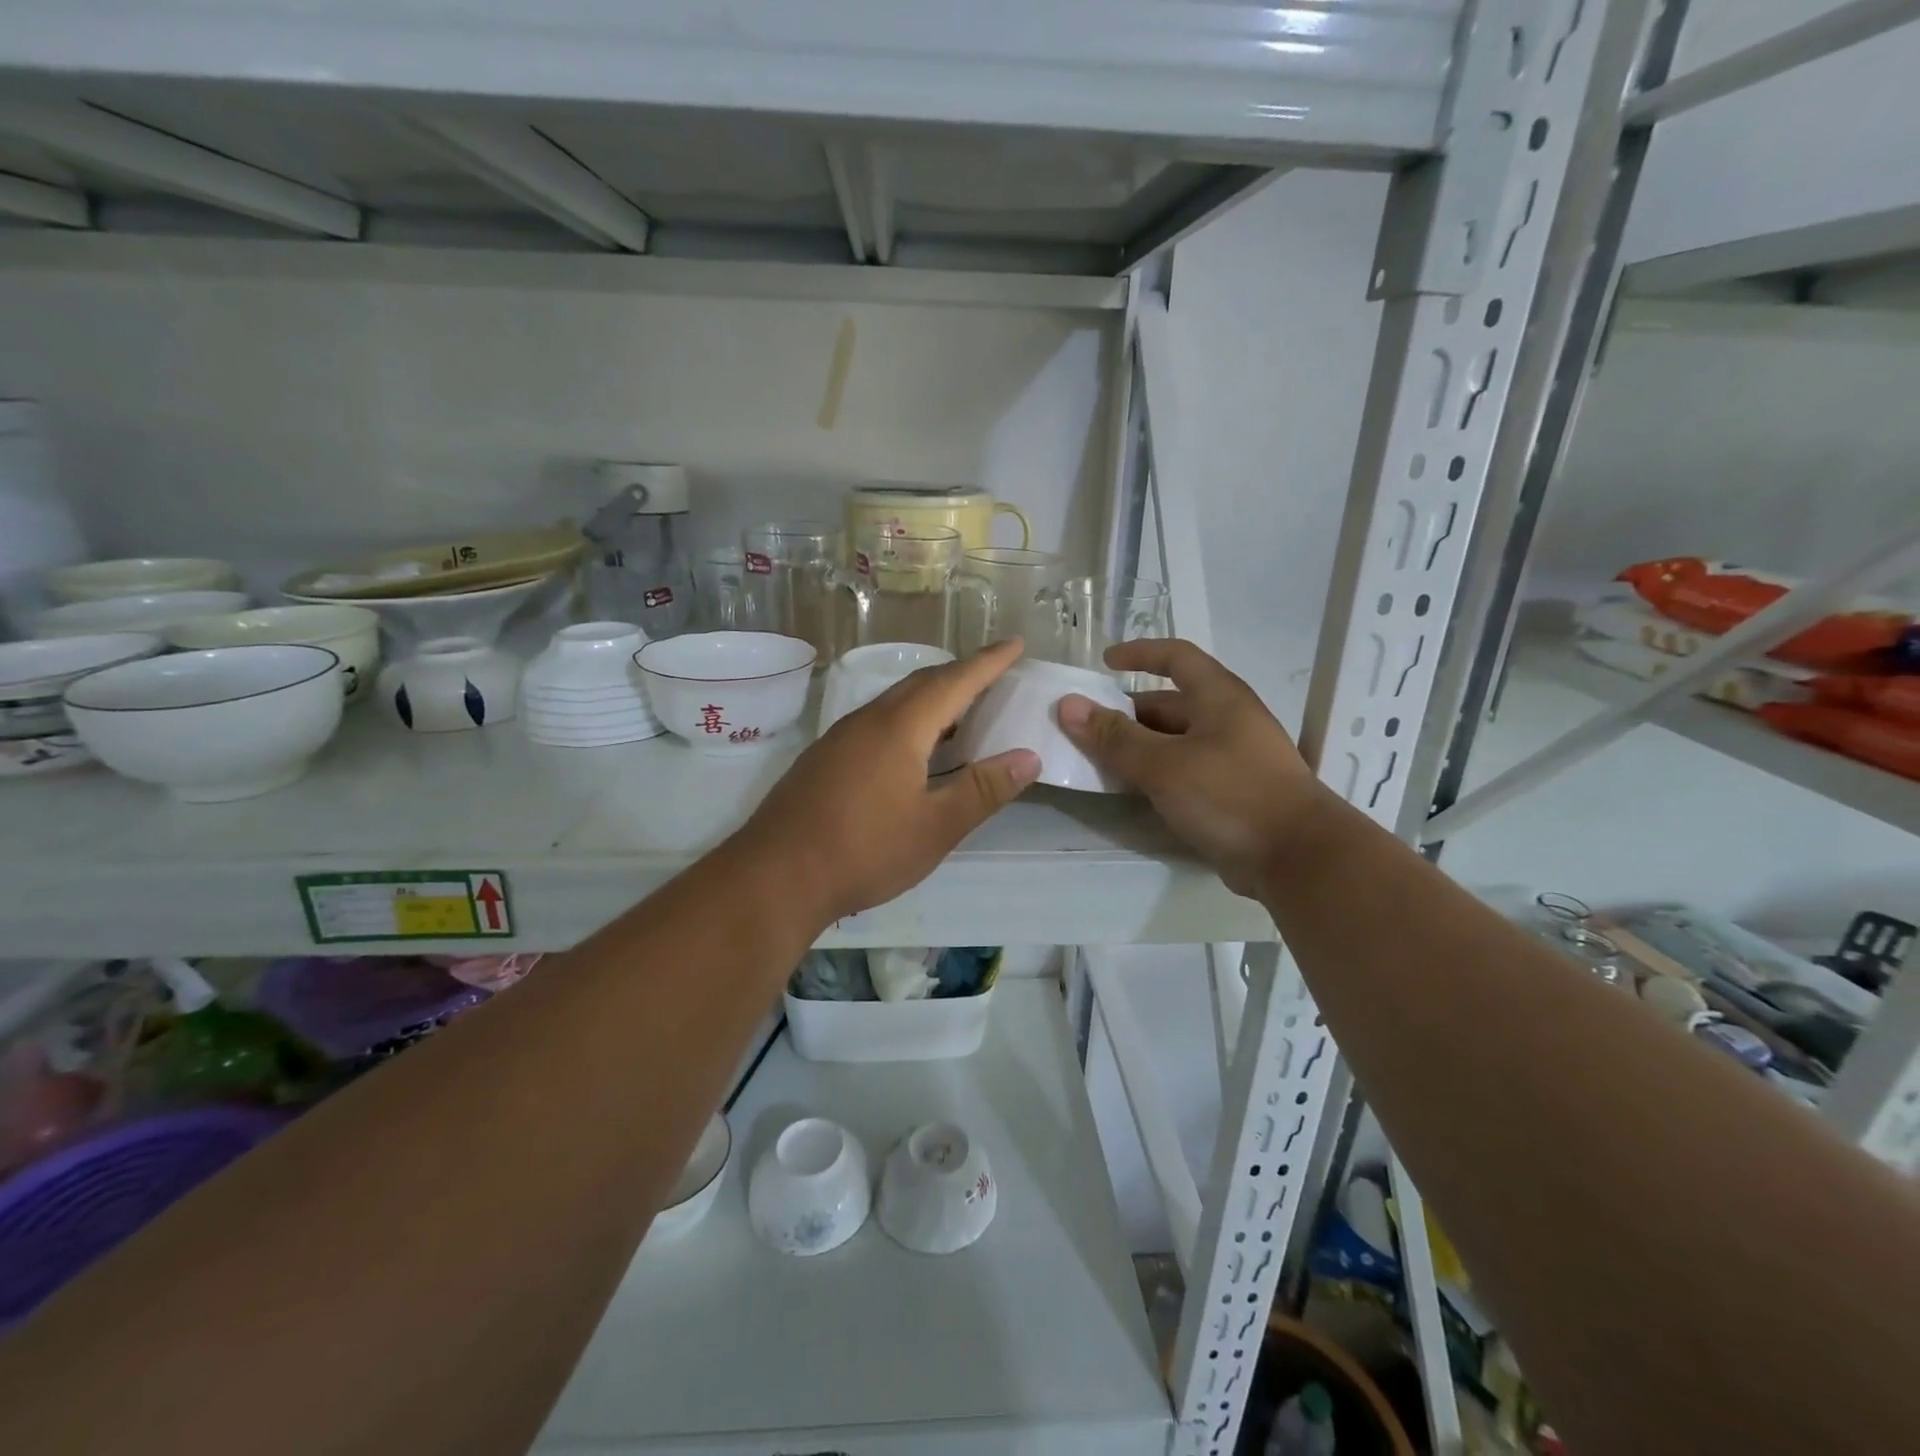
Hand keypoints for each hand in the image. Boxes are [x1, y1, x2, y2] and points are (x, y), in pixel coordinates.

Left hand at [736, 639, 1041, 924]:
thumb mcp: (936, 826)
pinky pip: (877, 722)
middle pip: (922, 684)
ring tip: (962, 711)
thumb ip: (982, 790)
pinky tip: (913, 749)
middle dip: (961, 675)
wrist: (775, 876)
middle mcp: (868, 720)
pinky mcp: (824, 758)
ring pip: (895, 703)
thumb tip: (1028, 758)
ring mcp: (840, 737)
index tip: (1015, 644)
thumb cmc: (864, 850)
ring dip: (933, 698)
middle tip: (994, 675)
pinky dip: (908, 720)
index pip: (955, 681)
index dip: (988, 662)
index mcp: (900, 727)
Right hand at [1056, 639, 1330, 898]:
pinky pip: (1185, 772)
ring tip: (1100, 763)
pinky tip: (1134, 793)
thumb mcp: (1163, 764)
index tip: (1104, 663)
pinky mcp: (1233, 793)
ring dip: (1139, 748)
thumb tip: (1068, 705)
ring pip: (1176, 742)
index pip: (1176, 657)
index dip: (1139, 653)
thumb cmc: (1229, 794)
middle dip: (1128, 713)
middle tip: (1088, 730)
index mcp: (1218, 697)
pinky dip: (1157, 775)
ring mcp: (1234, 758)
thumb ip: (1114, 737)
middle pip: (1171, 704)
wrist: (1297, 858)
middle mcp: (1228, 720)